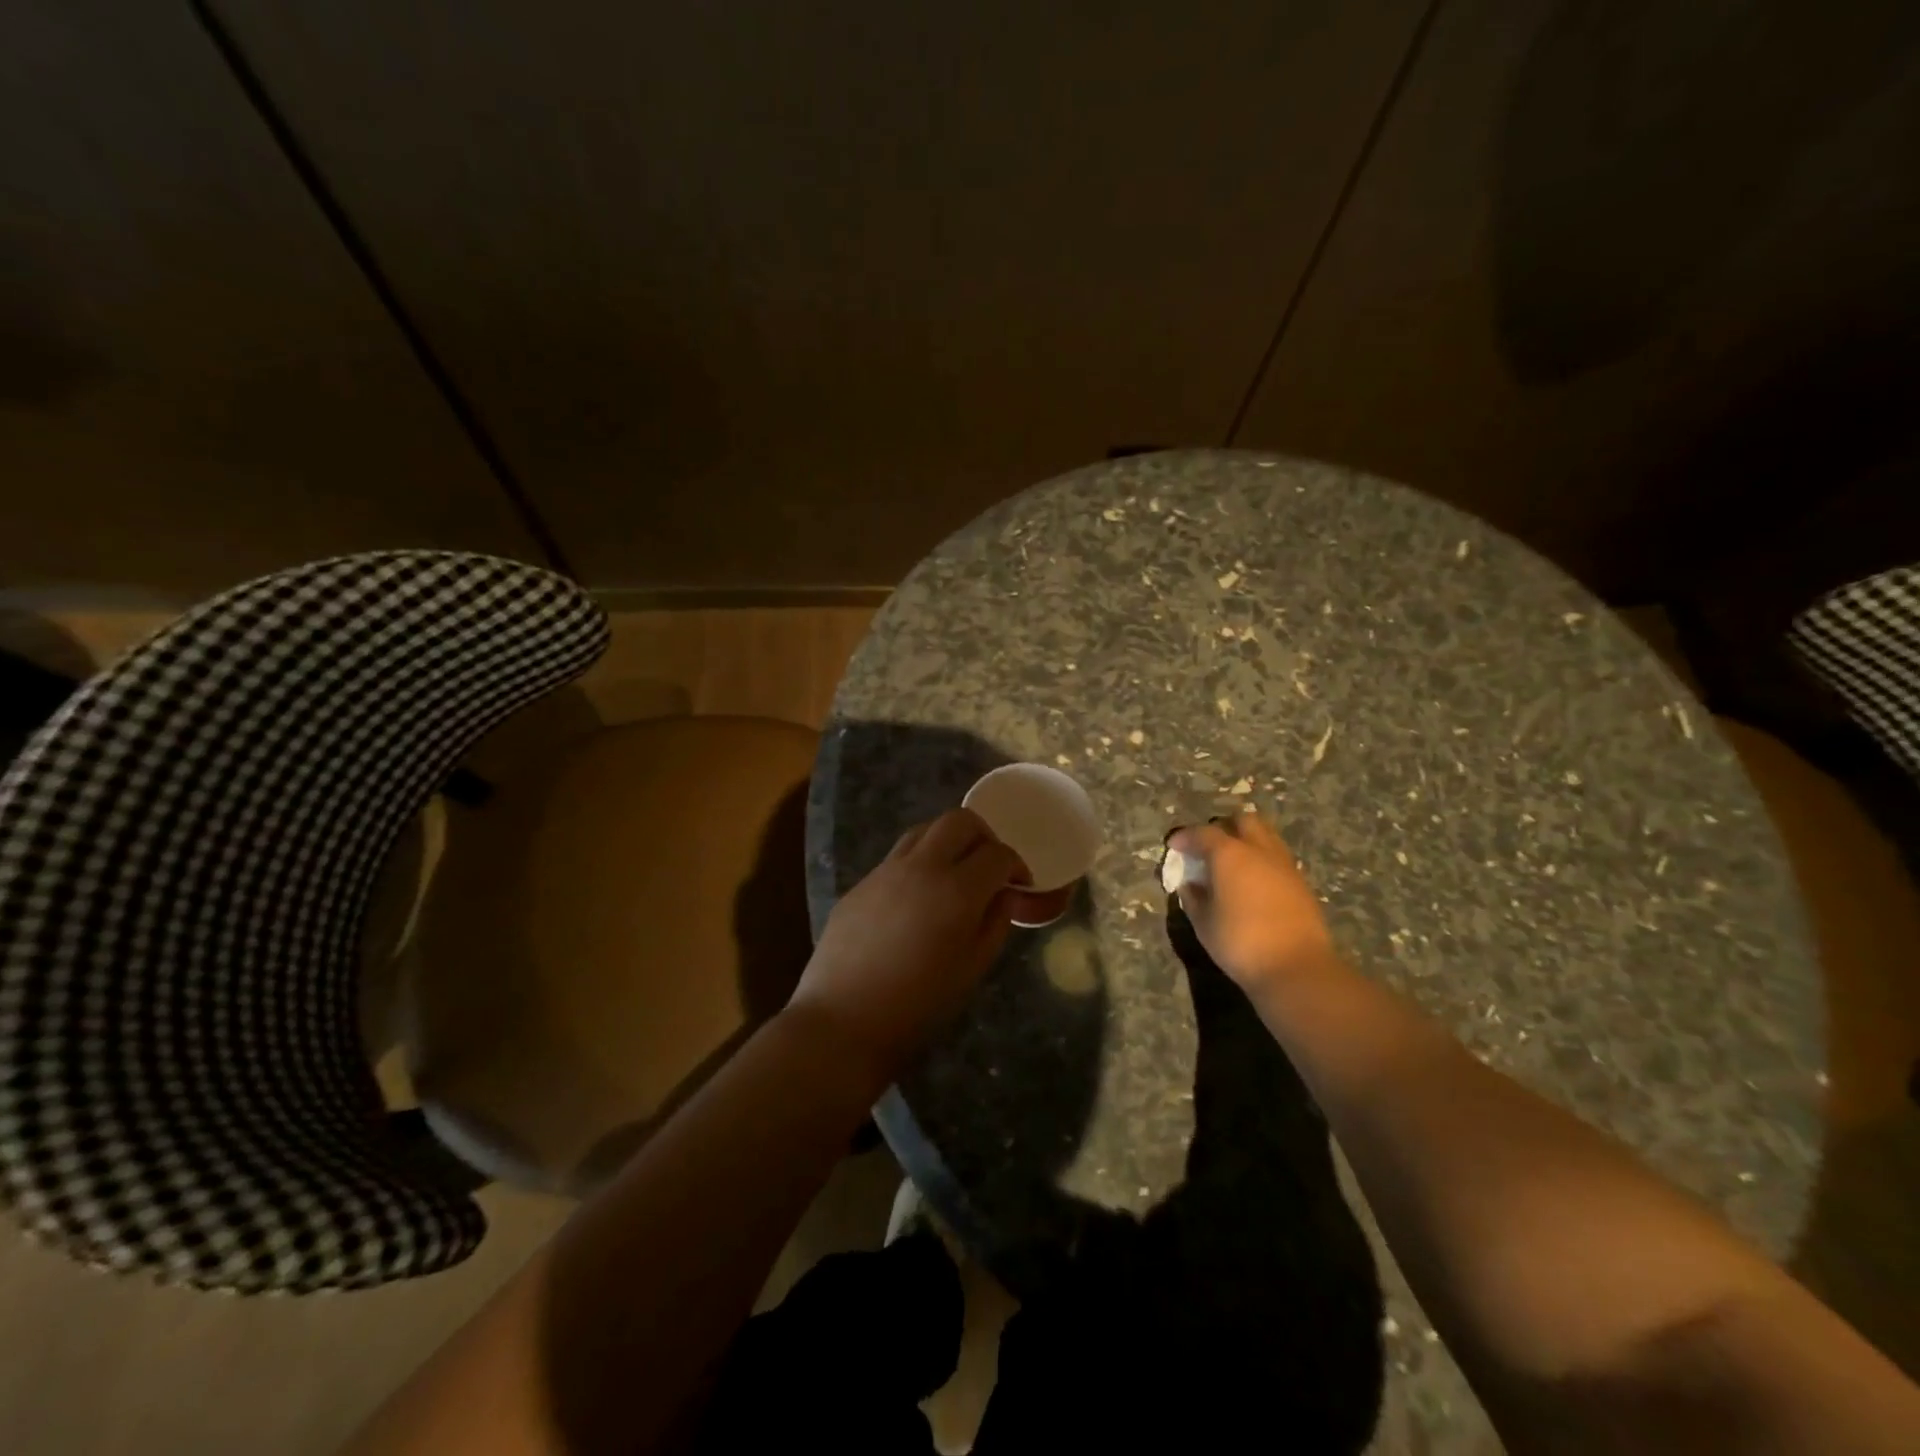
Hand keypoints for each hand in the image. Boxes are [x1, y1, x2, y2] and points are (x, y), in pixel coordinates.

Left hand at [789, 809, 1025, 1079]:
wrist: (843, 1020)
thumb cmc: (918, 1005)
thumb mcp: (972, 969)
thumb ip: (994, 923)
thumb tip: (1003, 897)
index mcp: (957, 890)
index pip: (997, 854)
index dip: (1016, 865)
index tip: (1020, 884)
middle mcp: (922, 866)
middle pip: (960, 820)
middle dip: (984, 836)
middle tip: (989, 867)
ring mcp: (886, 870)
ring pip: (925, 830)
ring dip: (948, 842)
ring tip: (954, 875)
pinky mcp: (861, 882)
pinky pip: (897, 856)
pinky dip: (919, 863)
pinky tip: (917, 899)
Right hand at [1167, 813, 1337, 993]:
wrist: (1297, 968)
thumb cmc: (1240, 942)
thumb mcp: (1204, 922)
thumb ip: (1193, 897)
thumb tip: (1191, 884)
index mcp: (1229, 854)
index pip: (1202, 833)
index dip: (1185, 837)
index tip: (1174, 846)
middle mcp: (1258, 850)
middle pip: (1241, 821)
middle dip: (1222, 828)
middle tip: (1207, 847)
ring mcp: (1284, 864)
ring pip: (1264, 835)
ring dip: (1246, 841)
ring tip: (1231, 862)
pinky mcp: (1301, 882)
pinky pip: (1277, 857)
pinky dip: (1261, 859)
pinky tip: (1252, 882)